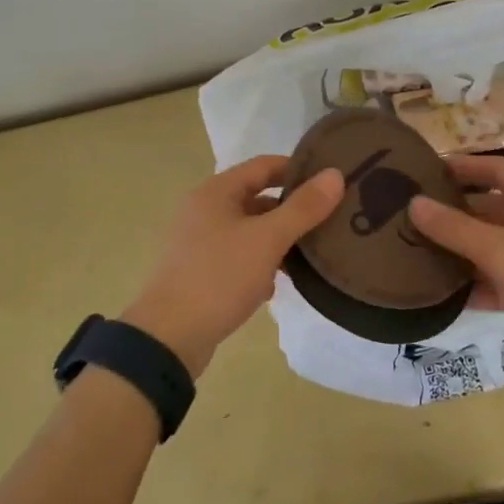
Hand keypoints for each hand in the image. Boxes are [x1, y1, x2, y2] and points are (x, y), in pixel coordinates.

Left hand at [123, 156, 344, 376]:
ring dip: (277, 241)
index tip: (331, 182)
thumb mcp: (267, 240)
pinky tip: (275, 285)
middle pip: (256, 198)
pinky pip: (237, 257)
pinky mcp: (200, 271)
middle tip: (328, 221)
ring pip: (249, 231)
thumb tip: (335, 175)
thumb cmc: (219, 277)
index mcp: (215, 192)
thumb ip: (302, 208)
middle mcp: (203, 210)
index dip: (298, 170)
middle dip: (290, 210)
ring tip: (310, 255)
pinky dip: (258, 265)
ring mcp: (199, 242)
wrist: (169, 337)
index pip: (264, 166)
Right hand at [407, 157, 503, 366]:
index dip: (463, 166)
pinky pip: (499, 278)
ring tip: (416, 251)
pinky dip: (475, 283)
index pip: (496, 169)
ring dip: (461, 249)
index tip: (425, 170)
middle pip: (490, 207)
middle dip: (454, 211)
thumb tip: (414, 203)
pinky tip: (443, 294)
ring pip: (493, 245)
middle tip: (411, 215)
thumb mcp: (499, 250)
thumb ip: (454, 228)